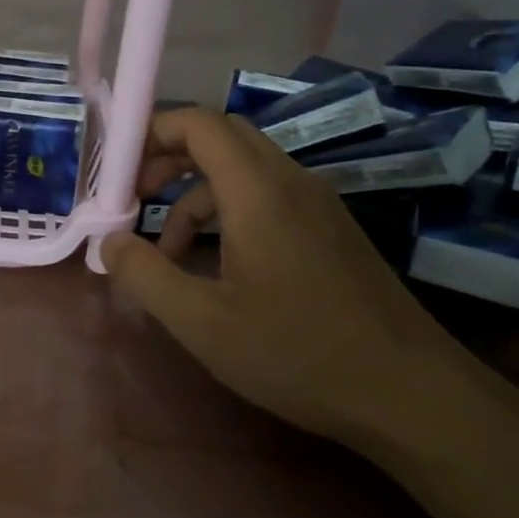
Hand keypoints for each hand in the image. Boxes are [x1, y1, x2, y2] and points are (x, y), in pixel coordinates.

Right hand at [99, 108, 463, 441]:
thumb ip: (145, 275)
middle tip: (135, 198)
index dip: (151, 132)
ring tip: (168, 250)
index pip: (199, 123)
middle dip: (168, 157)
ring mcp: (316, 203)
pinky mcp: (329, 229)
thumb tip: (108, 241)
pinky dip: (227, 211)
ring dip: (195, 192)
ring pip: (242, 168)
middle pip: (220, 136)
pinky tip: (215, 264)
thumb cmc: (297, 353)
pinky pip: (266, 195)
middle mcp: (290, 182)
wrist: (410, 393)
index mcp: (258, 192)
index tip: (116, 169)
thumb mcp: (202, 323)